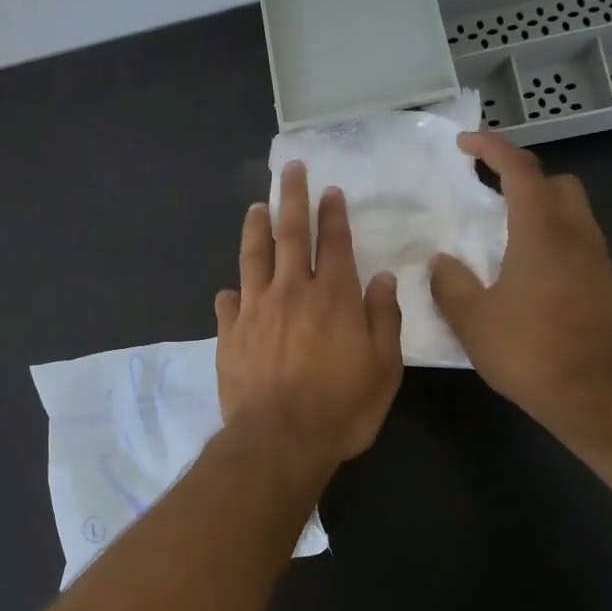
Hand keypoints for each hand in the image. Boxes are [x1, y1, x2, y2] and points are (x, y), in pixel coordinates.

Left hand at [216, 161, 404, 473]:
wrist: (279, 440)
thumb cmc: (341, 408)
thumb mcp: (383, 369)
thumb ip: (383, 319)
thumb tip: (381, 279)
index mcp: (333, 298)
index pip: (334, 243)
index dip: (333, 215)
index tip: (330, 191)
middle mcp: (291, 293)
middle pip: (290, 235)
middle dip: (293, 199)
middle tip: (291, 170)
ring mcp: (255, 310)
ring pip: (253, 258)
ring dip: (256, 229)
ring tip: (256, 207)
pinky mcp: (229, 334)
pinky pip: (228, 303)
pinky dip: (230, 292)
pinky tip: (229, 288)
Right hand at [429, 132, 611, 433]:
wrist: (588, 394)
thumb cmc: (525, 351)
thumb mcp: (470, 318)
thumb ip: (450, 281)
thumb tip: (442, 262)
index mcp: (541, 235)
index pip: (522, 172)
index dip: (493, 149)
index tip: (466, 144)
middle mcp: (576, 237)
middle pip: (558, 184)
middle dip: (525, 178)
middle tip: (490, 194)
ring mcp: (598, 261)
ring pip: (573, 213)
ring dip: (540, 210)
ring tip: (504, 236)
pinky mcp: (606, 285)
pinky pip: (578, 243)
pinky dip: (553, 239)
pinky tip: (528, 273)